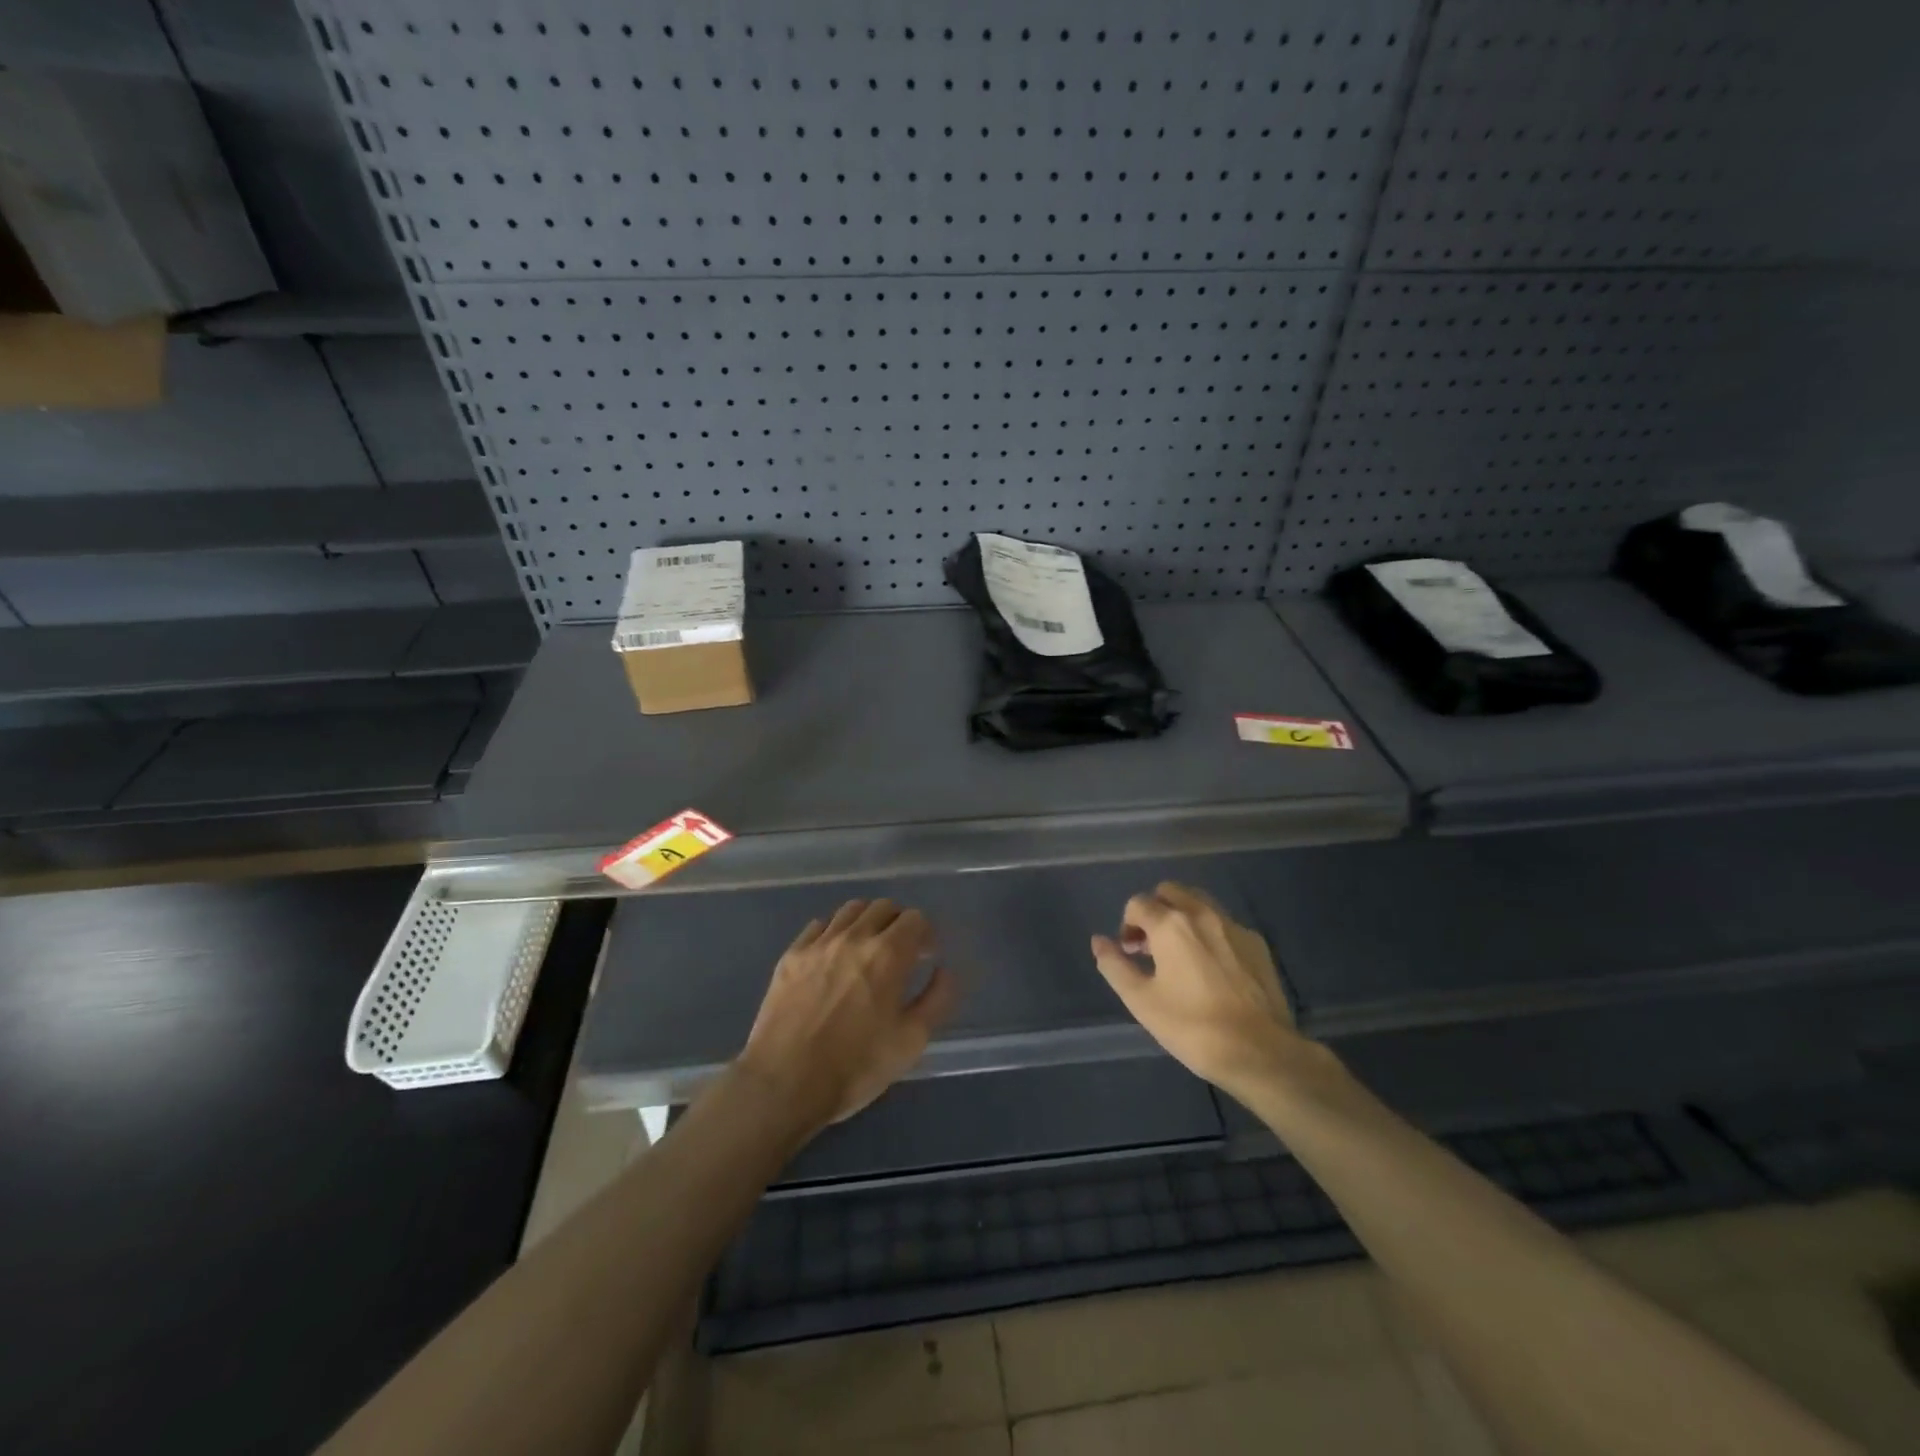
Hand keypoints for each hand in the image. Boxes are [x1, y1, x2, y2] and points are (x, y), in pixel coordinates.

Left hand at [736, 899, 956, 1135]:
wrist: (784, 1083)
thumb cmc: (855, 1067)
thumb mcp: (910, 1041)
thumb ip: (937, 999)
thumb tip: (945, 970)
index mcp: (888, 954)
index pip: (915, 918)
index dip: (925, 934)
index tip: (926, 955)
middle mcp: (854, 937)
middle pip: (883, 907)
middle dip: (898, 923)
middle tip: (900, 951)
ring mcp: (818, 943)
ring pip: (849, 911)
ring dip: (866, 922)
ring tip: (867, 949)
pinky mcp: (791, 955)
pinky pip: (818, 926)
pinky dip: (833, 932)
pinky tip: (833, 957)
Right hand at [1091, 882, 1304, 1102]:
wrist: (1260, 1053)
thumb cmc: (1192, 1027)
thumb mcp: (1141, 1001)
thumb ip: (1115, 966)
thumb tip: (1098, 941)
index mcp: (1170, 924)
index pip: (1138, 904)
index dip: (1127, 926)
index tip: (1130, 954)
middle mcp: (1201, 913)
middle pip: (1169, 891)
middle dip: (1154, 911)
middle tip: (1152, 947)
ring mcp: (1233, 926)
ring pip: (1199, 902)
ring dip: (1182, 916)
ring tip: (1181, 953)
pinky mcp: (1257, 943)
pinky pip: (1224, 923)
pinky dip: (1210, 932)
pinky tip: (1213, 967)